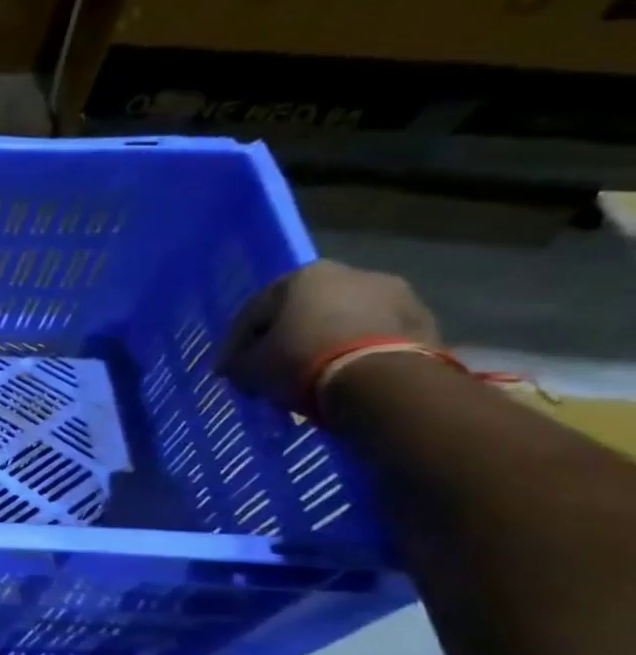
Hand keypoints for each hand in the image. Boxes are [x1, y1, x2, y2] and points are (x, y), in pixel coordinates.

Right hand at [216, 260, 438, 409]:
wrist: (382, 381)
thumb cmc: (302, 362)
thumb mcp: (250, 368)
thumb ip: (238, 363)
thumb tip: (235, 367)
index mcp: (303, 275)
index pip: (254, 311)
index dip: (236, 344)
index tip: (229, 371)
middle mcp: (352, 273)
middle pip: (304, 311)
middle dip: (286, 339)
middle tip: (271, 370)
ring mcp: (396, 295)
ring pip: (343, 322)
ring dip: (324, 344)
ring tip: (310, 376)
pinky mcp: (425, 322)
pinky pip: (375, 338)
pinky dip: (356, 354)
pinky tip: (343, 378)